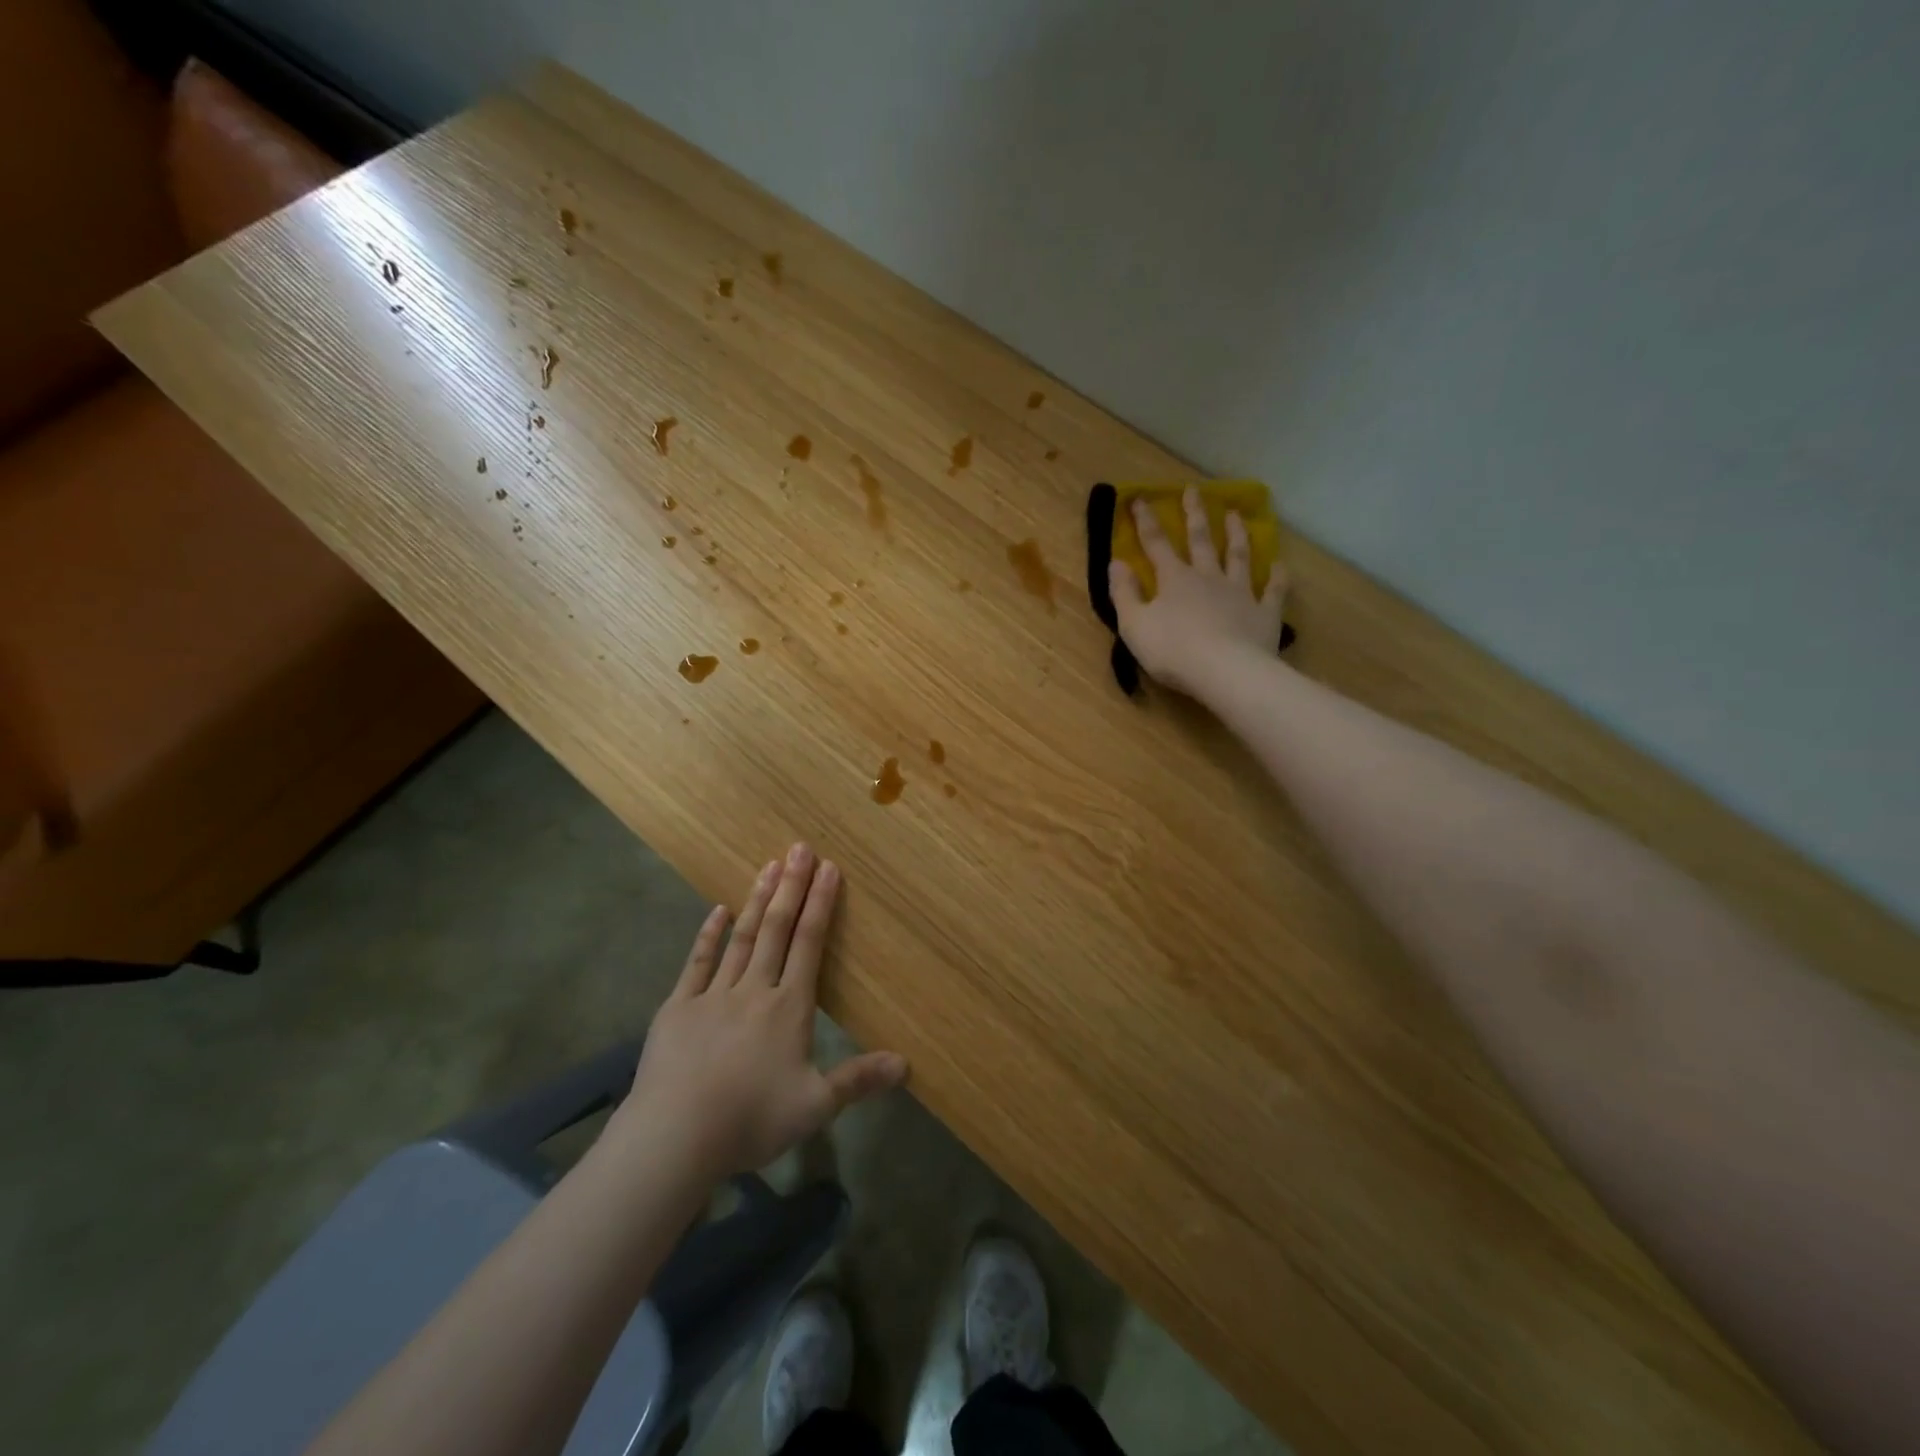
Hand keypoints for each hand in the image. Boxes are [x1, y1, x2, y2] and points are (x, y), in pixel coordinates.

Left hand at [610, 844, 906, 1182]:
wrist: (675, 1136)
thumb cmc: (750, 1119)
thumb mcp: (815, 1106)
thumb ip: (859, 1080)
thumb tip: (906, 1065)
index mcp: (789, 1007)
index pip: (809, 943)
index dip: (820, 904)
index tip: (829, 868)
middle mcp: (754, 989)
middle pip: (776, 929)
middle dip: (791, 887)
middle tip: (799, 848)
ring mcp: (713, 995)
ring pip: (741, 937)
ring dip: (757, 900)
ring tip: (768, 866)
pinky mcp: (678, 1008)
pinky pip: (697, 963)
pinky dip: (709, 935)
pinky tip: (717, 911)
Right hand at [1109, 489, 1286, 696]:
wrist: (1225, 671)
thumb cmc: (1172, 651)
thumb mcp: (1134, 625)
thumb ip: (1123, 593)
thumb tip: (1116, 562)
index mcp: (1174, 580)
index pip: (1156, 544)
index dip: (1146, 521)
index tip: (1139, 499)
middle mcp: (1208, 577)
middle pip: (1201, 540)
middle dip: (1194, 514)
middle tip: (1194, 489)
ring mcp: (1240, 593)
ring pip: (1239, 556)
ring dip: (1237, 534)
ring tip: (1236, 514)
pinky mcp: (1264, 613)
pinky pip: (1273, 590)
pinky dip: (1277, 576)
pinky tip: (1279, 565)